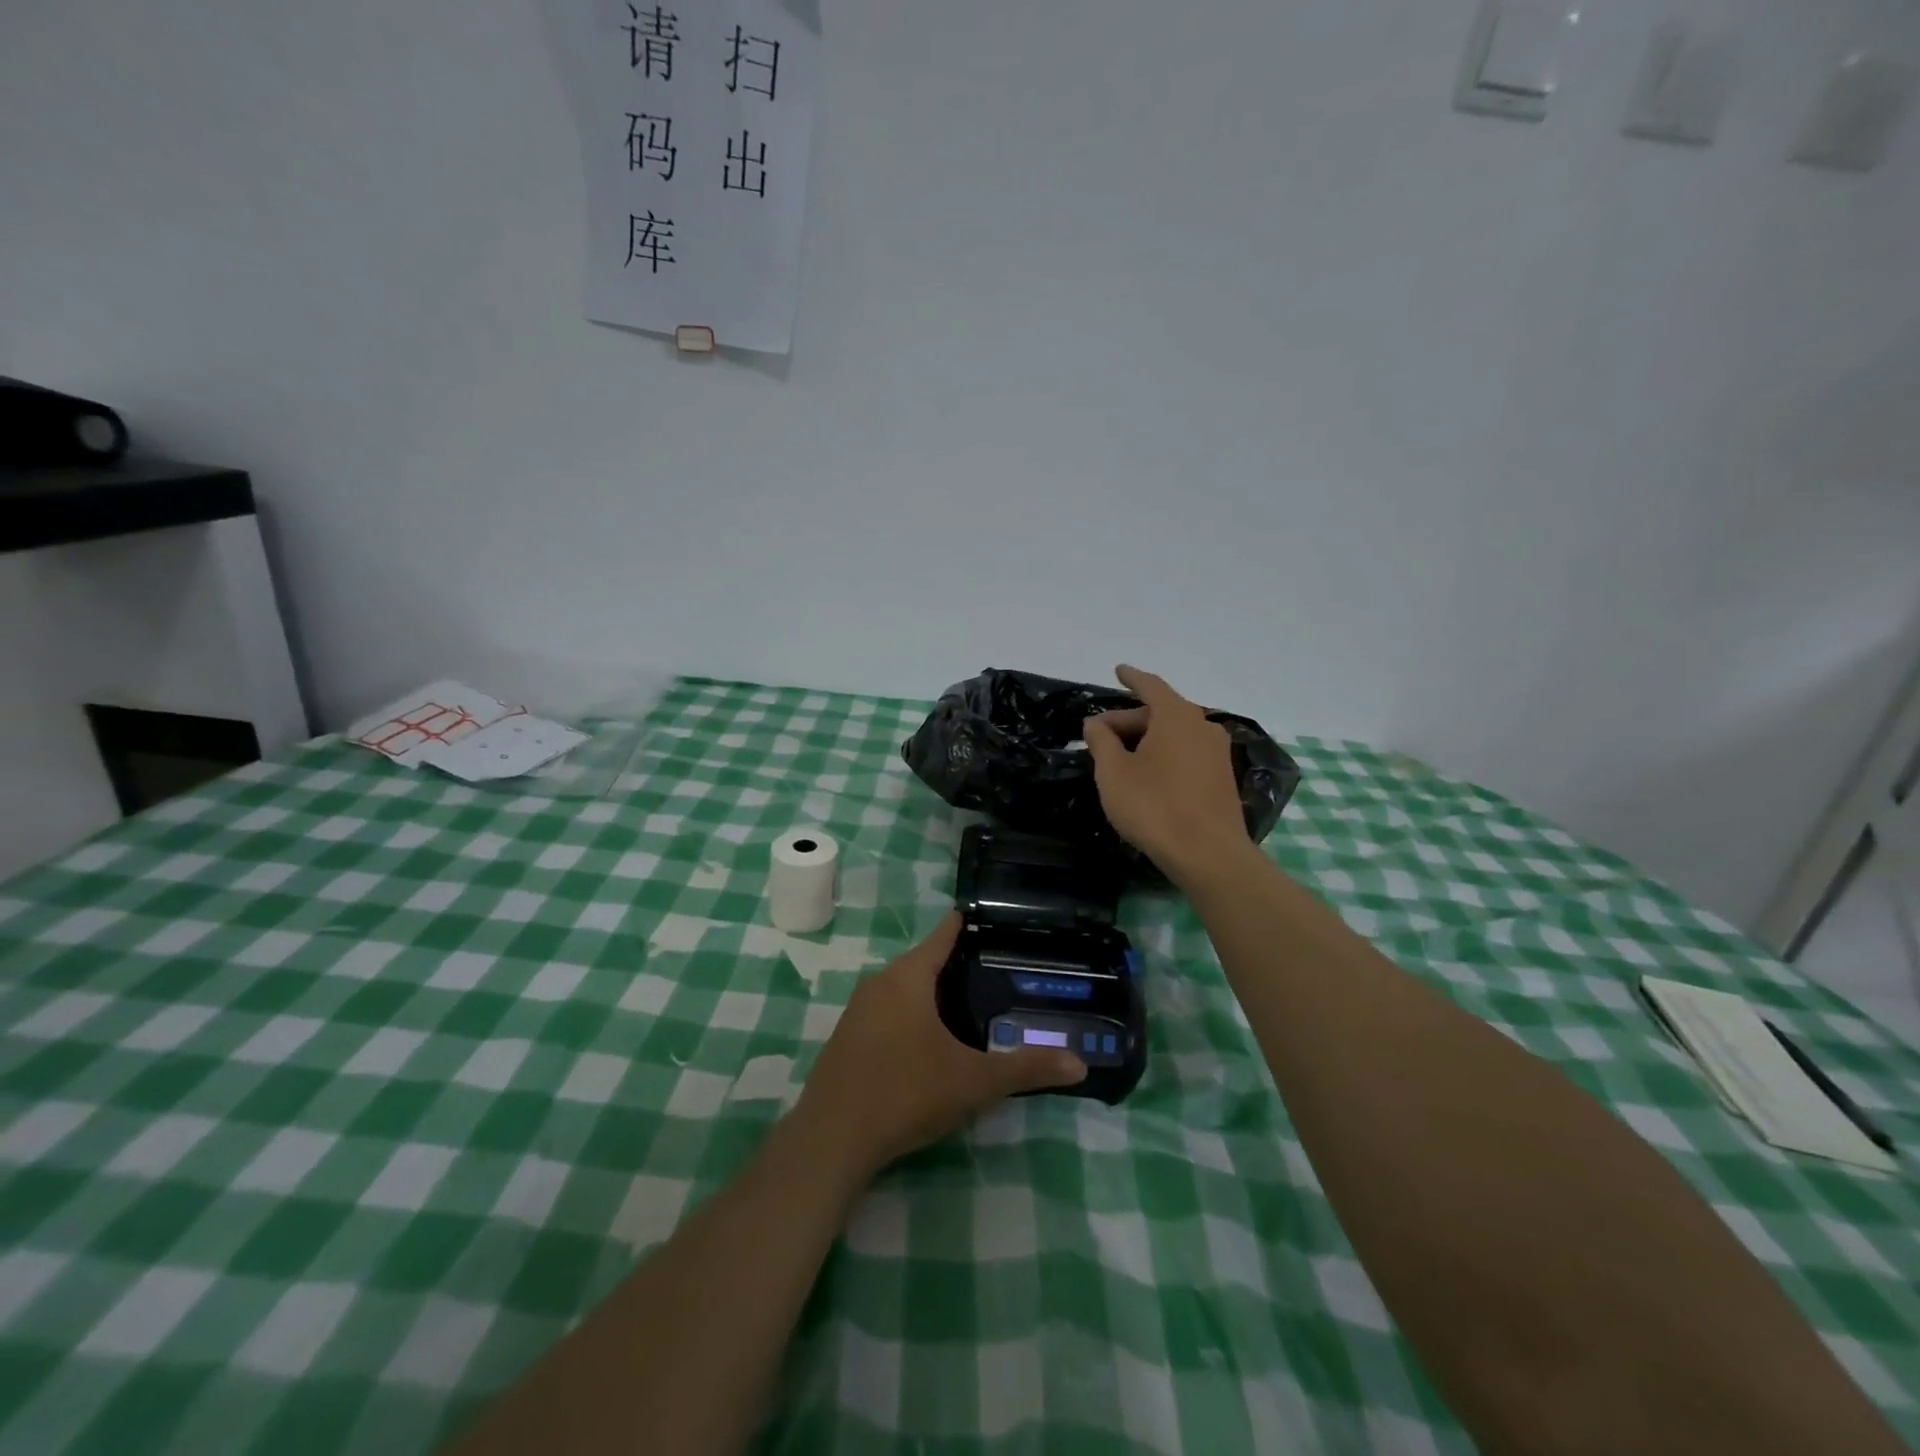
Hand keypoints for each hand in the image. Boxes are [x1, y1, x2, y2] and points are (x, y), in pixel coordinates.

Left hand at [793, 914, 1084, 1176]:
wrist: (832, 1139)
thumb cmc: (906, 1092)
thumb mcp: (973, 1081)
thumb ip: (1025, 1069)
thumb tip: (1079, 1065)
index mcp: (908, 979)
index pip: (941, 937)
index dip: (962, 925)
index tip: (982, 917)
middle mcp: (879, 984)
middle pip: (920, 962)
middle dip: (951, 964)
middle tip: (989, 971)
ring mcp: (856, 1012)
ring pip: (900, 989)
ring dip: (927, 992)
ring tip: (962, 1005)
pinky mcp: (845, 1039)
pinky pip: (884, 1013)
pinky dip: (907, 1015)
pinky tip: (923, 1041)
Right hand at [1082, 664, 1250, 884]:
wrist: (1208, 854)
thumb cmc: (1154, 806)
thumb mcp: (1113, 773)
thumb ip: (1102, 741)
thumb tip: (1096, 723)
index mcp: (1176, 716)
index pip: (1150, 686)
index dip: (1131, 678)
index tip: (1118, 670)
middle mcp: (1203, 726)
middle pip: (1161, 712)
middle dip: (1129, 720)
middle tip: (1100, 736)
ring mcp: (1218, 753)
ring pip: (1175, 734)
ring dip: (1147, 740)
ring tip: (1121, 757)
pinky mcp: (1222, 778)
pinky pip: (1187, 753)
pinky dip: (1164, 754)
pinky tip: (1148, 775)